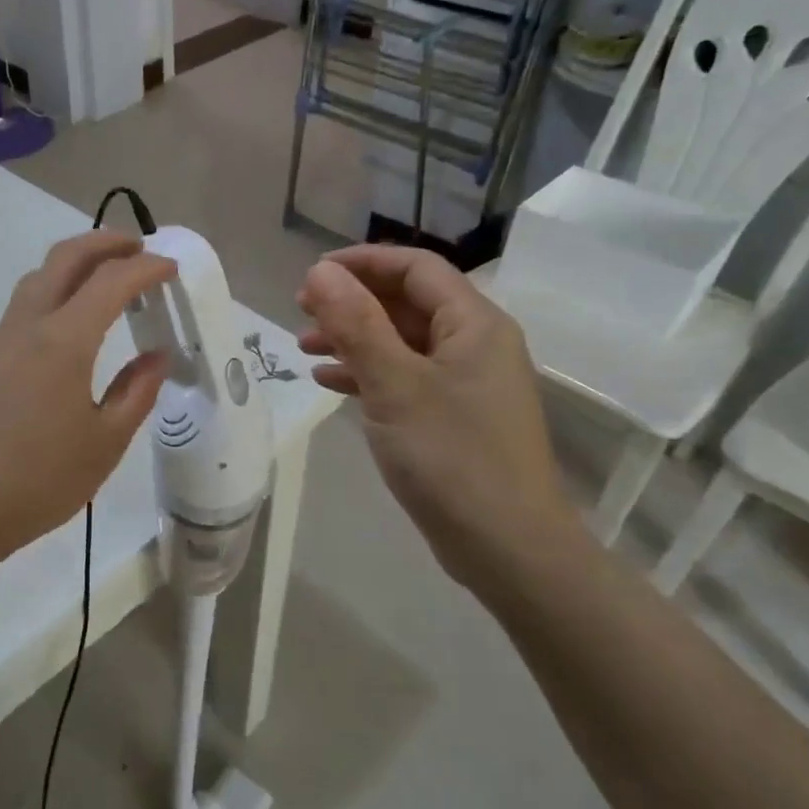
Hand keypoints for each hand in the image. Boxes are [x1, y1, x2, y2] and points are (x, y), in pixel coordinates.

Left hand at [0, 231, 173, 565]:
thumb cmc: (39, 480)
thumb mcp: (105, 442)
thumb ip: (136, 391)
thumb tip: (158, 356)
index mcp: (63, 341)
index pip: (110, 282)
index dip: (145, 268)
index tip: (171, 268)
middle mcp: (29, 326)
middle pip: (65, 258)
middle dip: (105, 243)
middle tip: (139, 248)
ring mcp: (2, 340)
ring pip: (39, 276)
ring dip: (76, 261)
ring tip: (109, 275)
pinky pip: (26, 302)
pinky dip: (56, 287)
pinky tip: (72, 316)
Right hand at [297, 246, 584, 585]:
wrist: (507, 546)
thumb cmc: (451, 456)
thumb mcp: (395, 384)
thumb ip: (357, 324)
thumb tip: (321, 273)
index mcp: (474, 323)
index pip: (416, 268)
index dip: (362, 262)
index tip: (312, 274)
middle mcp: (476, 344)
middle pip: (407, 302)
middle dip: (352, 302)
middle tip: (301, 311)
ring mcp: (467, 383)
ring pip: (402, 341)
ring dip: (354, 338)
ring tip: (304, 348)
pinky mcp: (454, 416)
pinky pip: (406, 377)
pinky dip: (368, 374)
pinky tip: (330, 384)